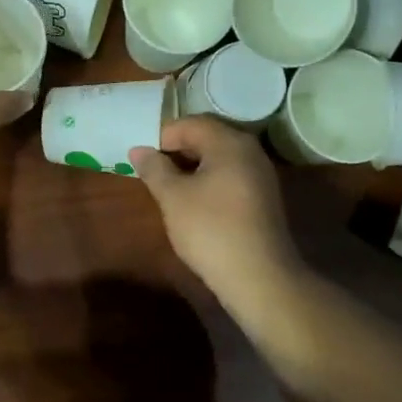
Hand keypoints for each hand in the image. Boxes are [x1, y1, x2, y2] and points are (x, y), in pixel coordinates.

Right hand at [132, 117, 305, 315]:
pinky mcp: (263, 197)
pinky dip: (208, 181)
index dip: (162, 136)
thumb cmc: (210, 230)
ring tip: (167, 187)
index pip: (190, 124)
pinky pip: (230, 176)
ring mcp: (260, 174)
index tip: (142, 157)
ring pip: (219, 158)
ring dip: (191, 167)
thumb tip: (138, 149)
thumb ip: (154, 168)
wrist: (258, 277)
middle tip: (151, 171)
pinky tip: (193, 202)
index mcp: (229, 143)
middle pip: (207, 137)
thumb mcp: (173, 197)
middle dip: (176, 150)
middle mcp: (250, 151)